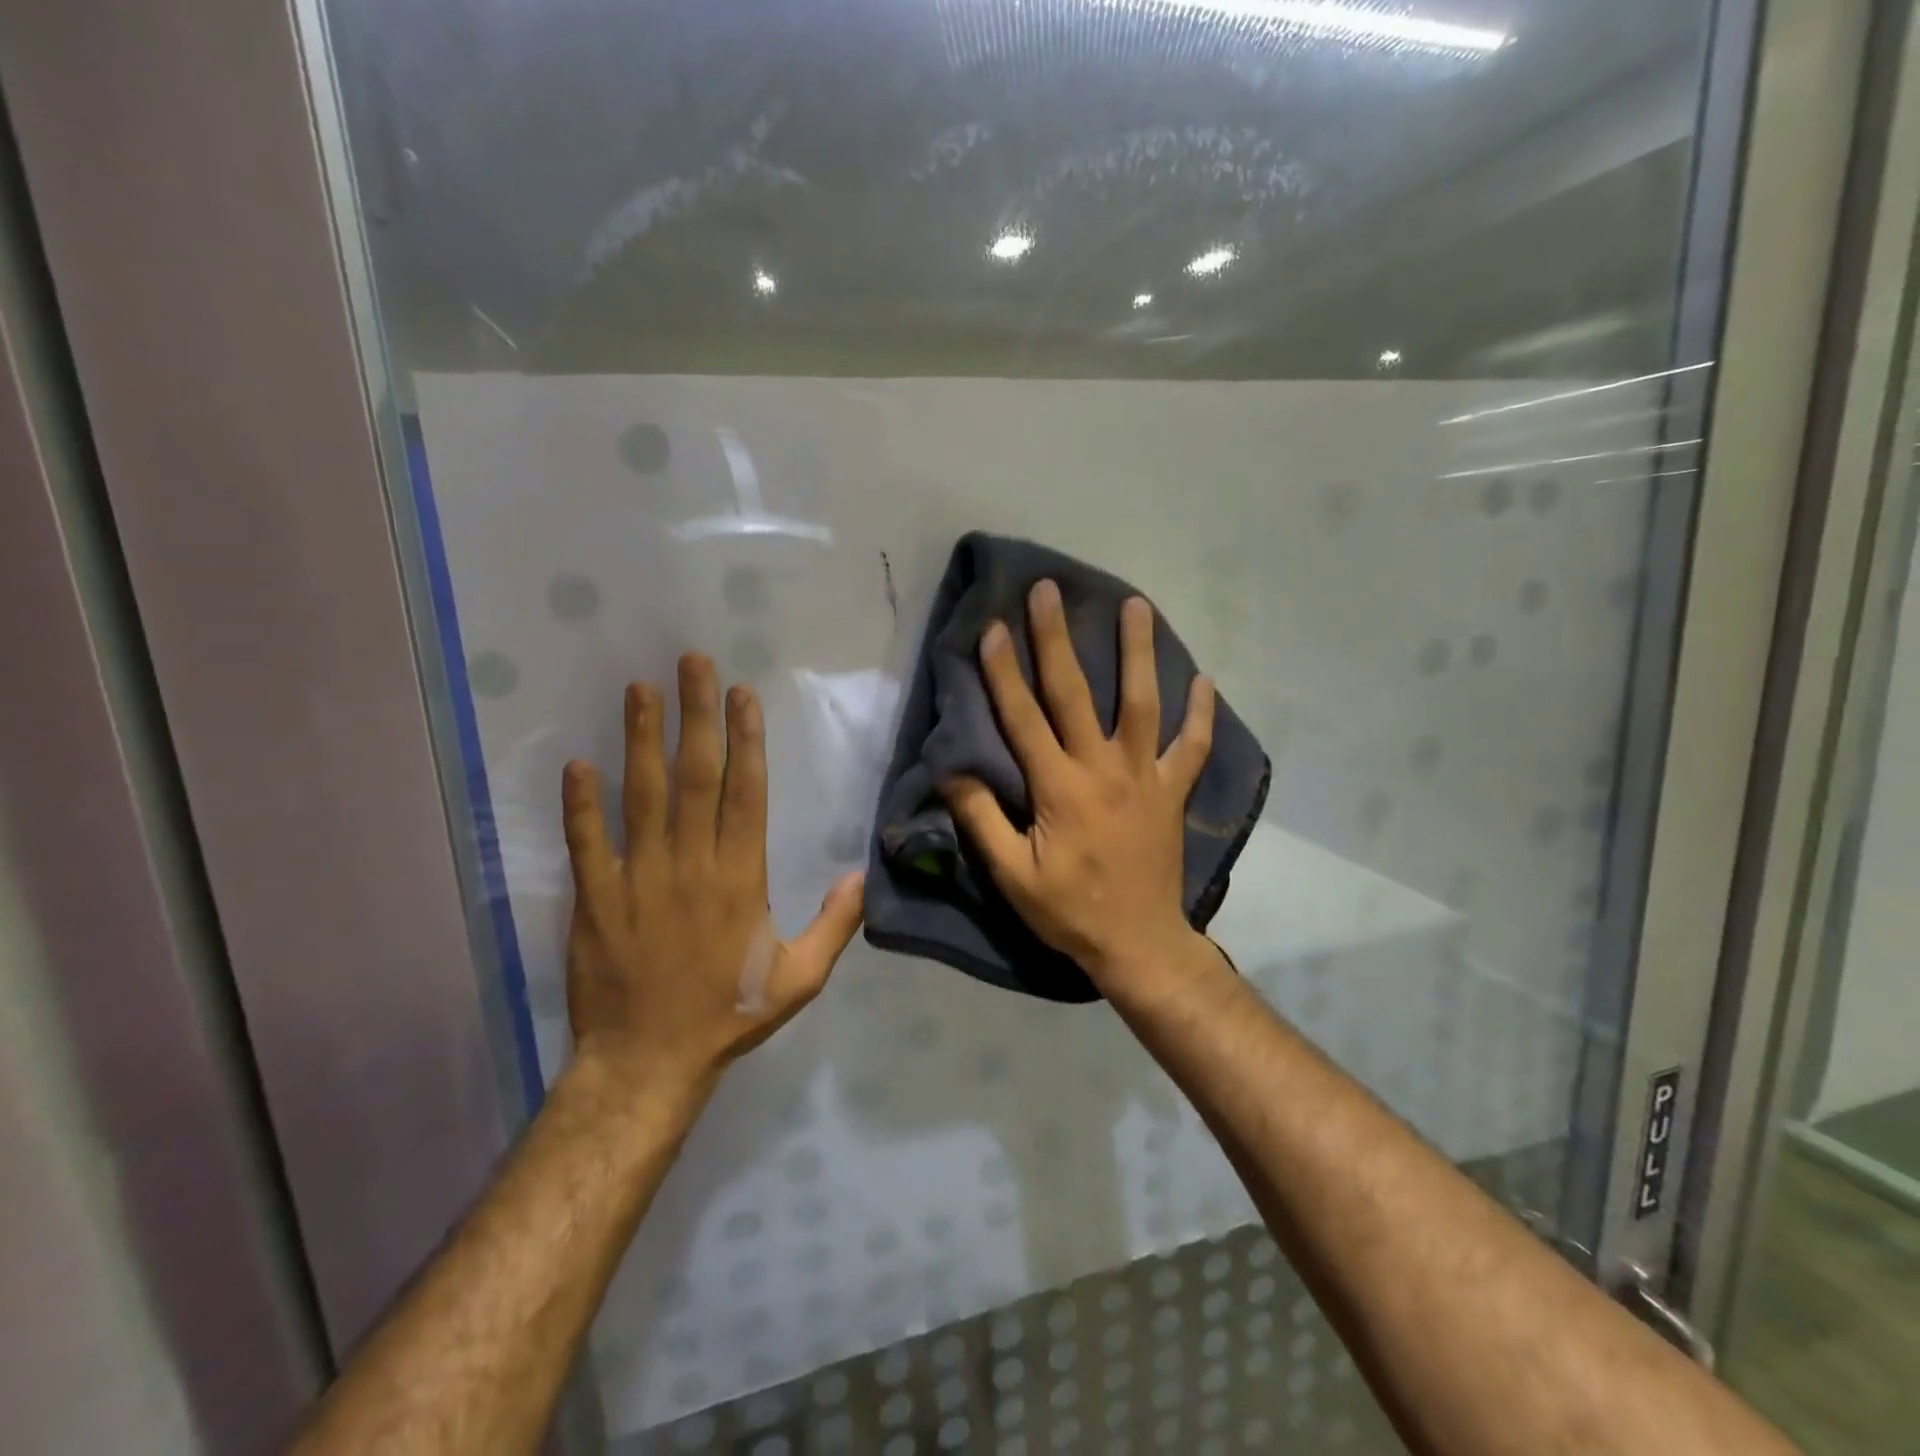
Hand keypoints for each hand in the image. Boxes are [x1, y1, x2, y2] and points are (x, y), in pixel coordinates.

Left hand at [560, 654, 864, 1097]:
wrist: (647, 1064)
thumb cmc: (728, 1014)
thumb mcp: (800, 979)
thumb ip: (835, 925)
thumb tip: (862, 875)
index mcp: (742, 879)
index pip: (747, 793)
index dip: (745, 739)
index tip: (741, 694)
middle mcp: (692, 866)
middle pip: (696, 777)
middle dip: (695, 716)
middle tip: (691, 664)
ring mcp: (639, 879)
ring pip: (642, 796)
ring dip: (641, 740)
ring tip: (640, 689)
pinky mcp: (595, 898)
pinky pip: (587, 843)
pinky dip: (580, 804)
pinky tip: (577, 763)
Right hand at [940, 580, 1214, 990]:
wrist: (1138, 944)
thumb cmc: (1068, 911)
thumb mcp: (1011, 874)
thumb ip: (981, 819)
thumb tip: (951, 769)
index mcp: (1059, 787)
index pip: (1024, 717)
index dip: (1004, 671)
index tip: (993, 626)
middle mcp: (1103, 769)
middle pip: (1077, 693)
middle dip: (1058, 638)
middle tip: (1049, 590)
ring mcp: (1145, 776)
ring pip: (1142, 703)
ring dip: (1138, 653)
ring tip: (1137, 606)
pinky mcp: (1173, 792)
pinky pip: (1191, 747)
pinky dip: (1199, 715)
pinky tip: (1204, 681)